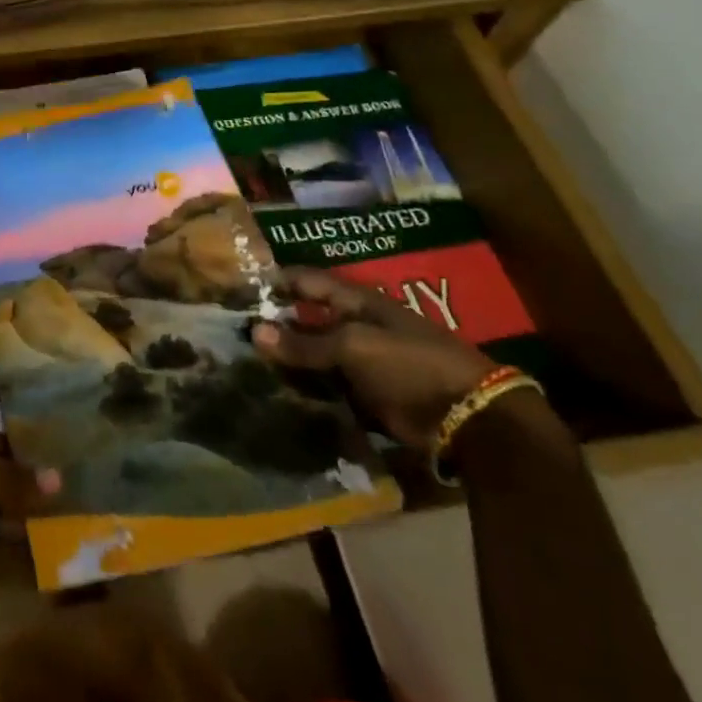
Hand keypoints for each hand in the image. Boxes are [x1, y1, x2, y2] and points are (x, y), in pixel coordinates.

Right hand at [251, 267, 494, 450]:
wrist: (469, 420)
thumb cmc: (411, 365)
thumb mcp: (353, 347)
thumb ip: (304, 343)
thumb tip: (254, 332)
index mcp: (355, 301)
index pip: (305, 281)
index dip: (272, 282)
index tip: (236, 290)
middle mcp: (354, 326)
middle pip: (304, 320)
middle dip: (273, 326)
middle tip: (232, 334)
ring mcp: (360, 362)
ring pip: (312, 356)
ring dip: (286, 361)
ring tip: (245, 366)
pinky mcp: (364, 395)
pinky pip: (325, 387)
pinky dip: (304, 390)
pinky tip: (276, 393)